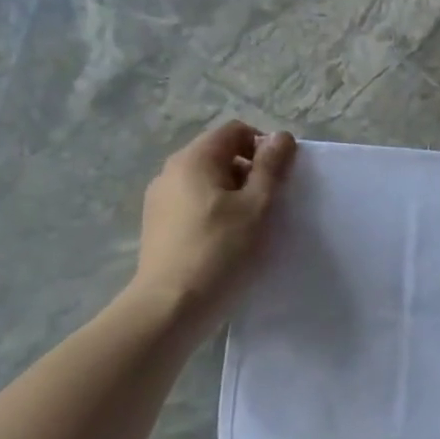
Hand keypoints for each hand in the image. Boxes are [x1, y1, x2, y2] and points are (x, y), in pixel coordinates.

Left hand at [130, 121, 296, 326]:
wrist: (171, 307)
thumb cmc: (221, 250)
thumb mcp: (258, 205)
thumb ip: (271, 166)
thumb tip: (281, 136)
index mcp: (194, 159)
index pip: (235, 131)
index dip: (264, 146)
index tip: (280, 177)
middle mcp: (171, 171)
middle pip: (221, 154)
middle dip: (251, 171)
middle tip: (271, 203)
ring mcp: (160, 200)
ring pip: (209, 181)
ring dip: (236, 193)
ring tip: (252, 225)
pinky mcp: (159, 225)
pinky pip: (196, 203)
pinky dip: (217, 211)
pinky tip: (228, 240)